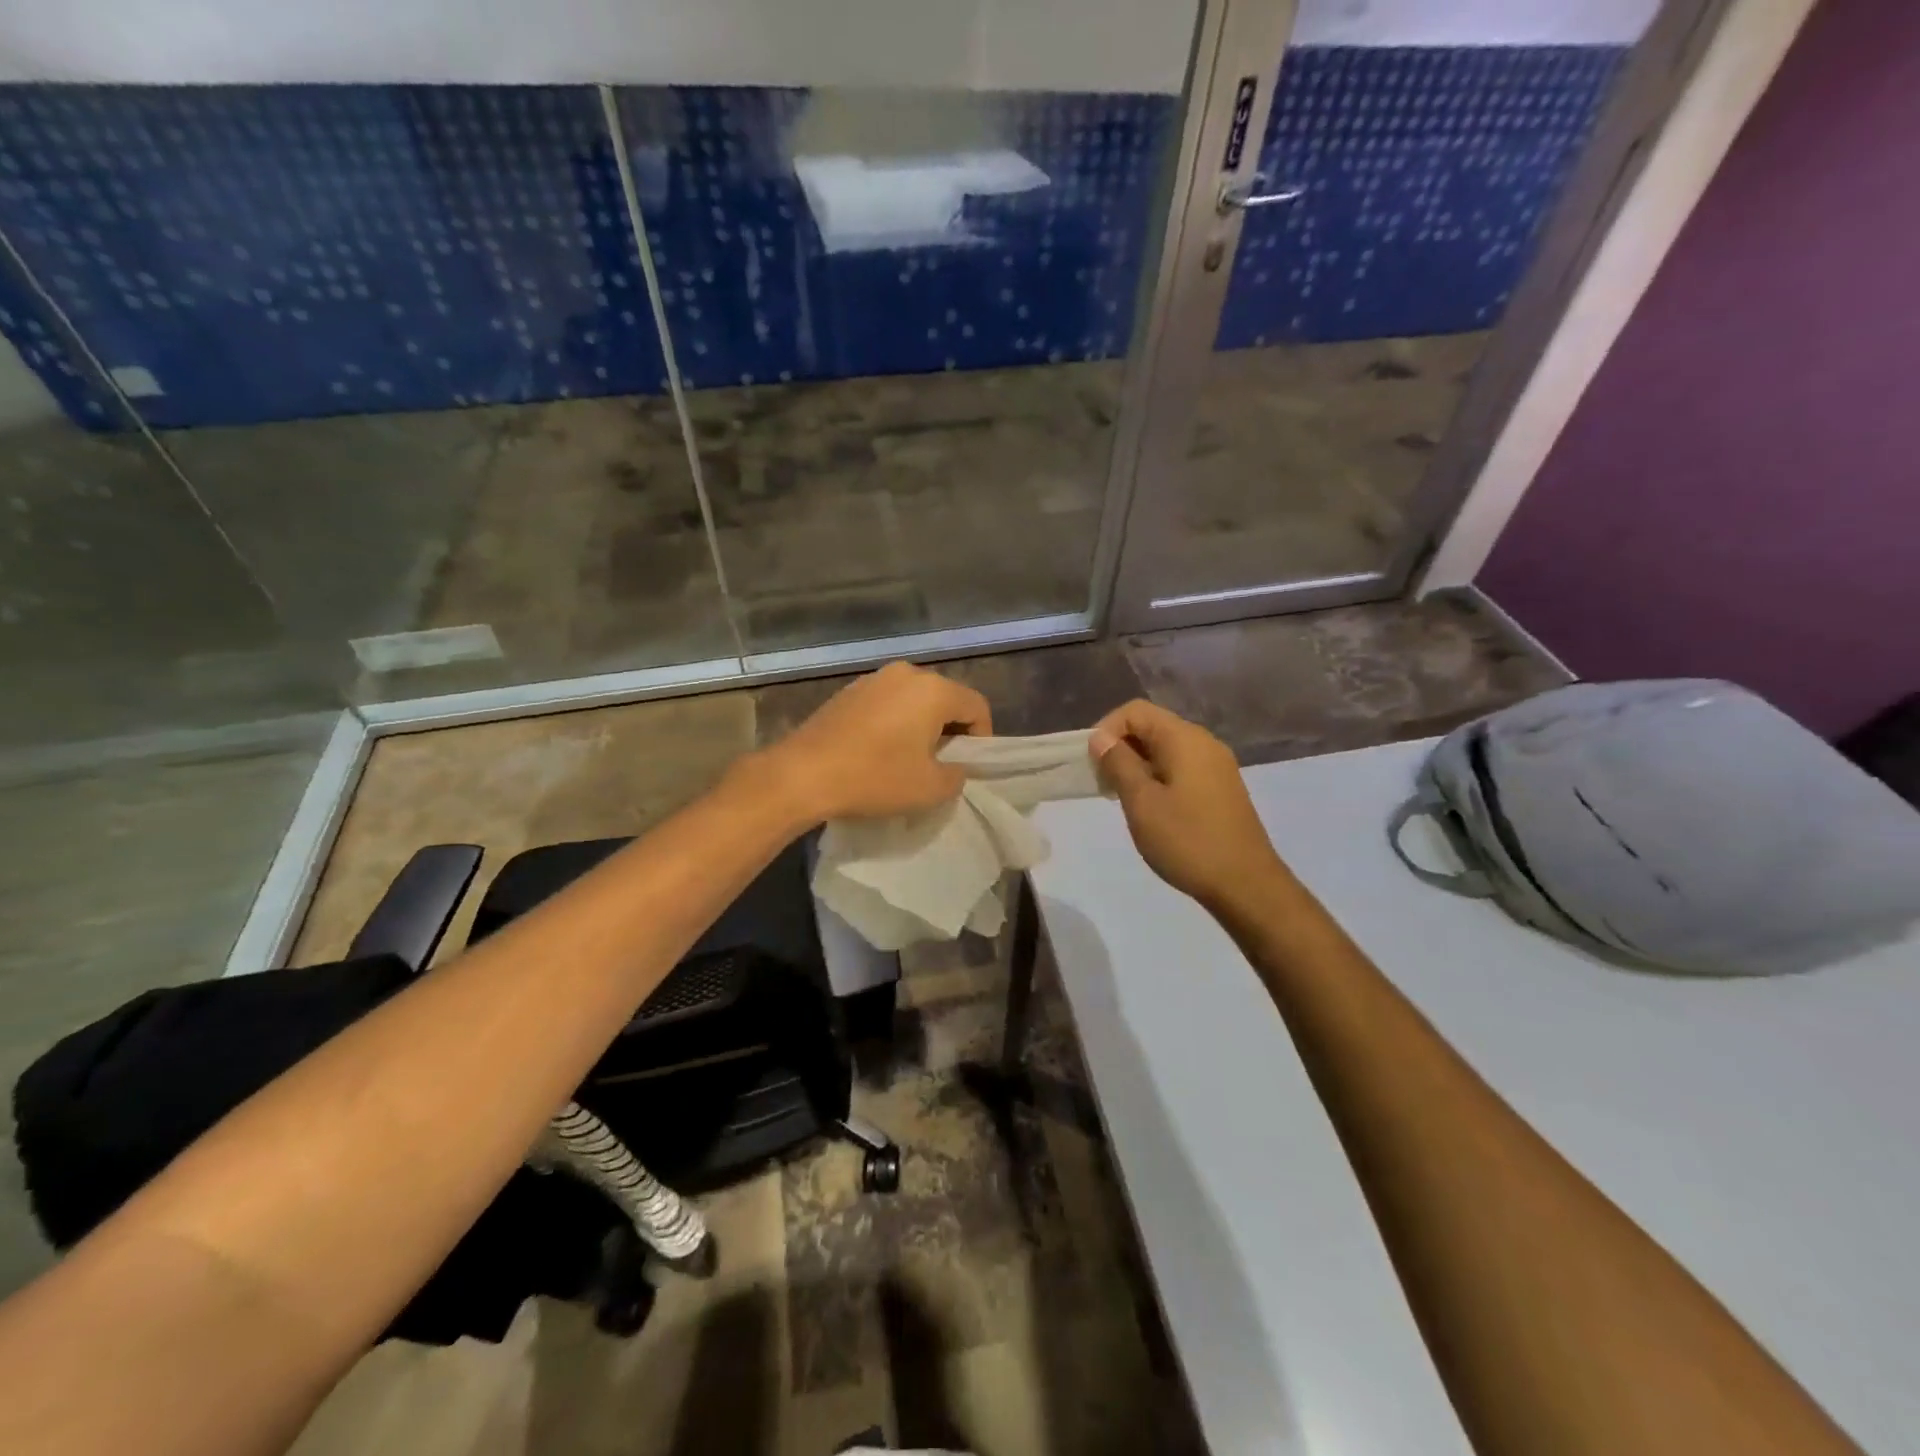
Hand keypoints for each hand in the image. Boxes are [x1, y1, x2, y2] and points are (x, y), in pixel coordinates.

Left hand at [757, 661, 991, 823]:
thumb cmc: (875, 778)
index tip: (968, 765)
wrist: (803, 774)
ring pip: (914, 699)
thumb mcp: (931, 788)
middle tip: (941, 763)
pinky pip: (886, 703)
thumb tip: (954, 766)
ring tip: (909, 758)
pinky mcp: (848, 691)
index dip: (982, 737)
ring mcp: (873, 679)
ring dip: (920, 725)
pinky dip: (893, 722)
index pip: (977, 706)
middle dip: (951, 729)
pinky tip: (878, 750)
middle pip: (946, 698)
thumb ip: (957, 775)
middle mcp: (906, 673)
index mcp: (933, 690)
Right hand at [1090, 700, 1292, 914]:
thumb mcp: (1142, 802)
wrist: (1246, 885)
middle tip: (1104, 785)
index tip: (1094, 764)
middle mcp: (1203, 742)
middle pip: (1151, 726)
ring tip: (1124, 799)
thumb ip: (1119, 764)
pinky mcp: (1221, 787)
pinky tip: (1152, 809)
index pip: (1135, 710)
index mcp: (1184, 738)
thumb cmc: (1188, 841)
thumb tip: (1101, 737)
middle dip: (1121, 748)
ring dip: (1138, 765)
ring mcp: (1216, 765)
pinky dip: (1158, 777)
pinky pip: (1181, 767)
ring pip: (1166, 749)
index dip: (1107, 729)